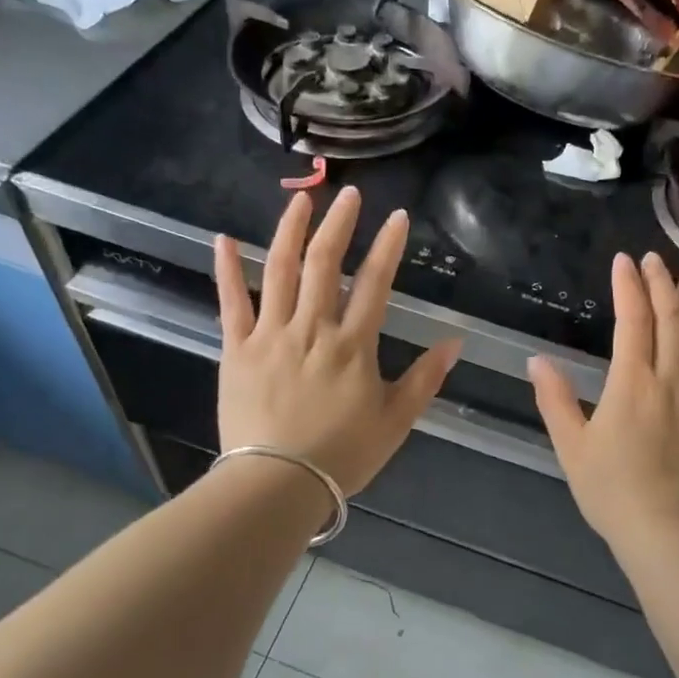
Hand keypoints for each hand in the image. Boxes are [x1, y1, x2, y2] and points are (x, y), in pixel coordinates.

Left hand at [214, 187, 461, 495]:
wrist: (277, 483)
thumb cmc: (342, 455)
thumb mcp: (396, 421)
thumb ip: (425, 379)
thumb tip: (454, 342)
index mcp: (353, 345)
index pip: (375, 283)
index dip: (388, 247)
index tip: (397, 216)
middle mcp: (312, 328)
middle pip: (326, 264)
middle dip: (339, 224)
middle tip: (349, 194)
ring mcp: (270, 335)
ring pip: (280, 271)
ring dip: (291, 231)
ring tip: (301, 199)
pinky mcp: (236, 349)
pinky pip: (230, 302)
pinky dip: (226, 269)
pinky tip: (224, 238)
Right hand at [528, 252, 678, 547]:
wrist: (669, 532)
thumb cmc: (612, 492)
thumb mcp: (572, 447)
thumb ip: (555, 400)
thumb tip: (536, 361)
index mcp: (632, 384)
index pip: (633, 320)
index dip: (628, 286)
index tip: (624, 261)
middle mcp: (673, 380)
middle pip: (672, 318)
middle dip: (661, 282)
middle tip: (654, 260)